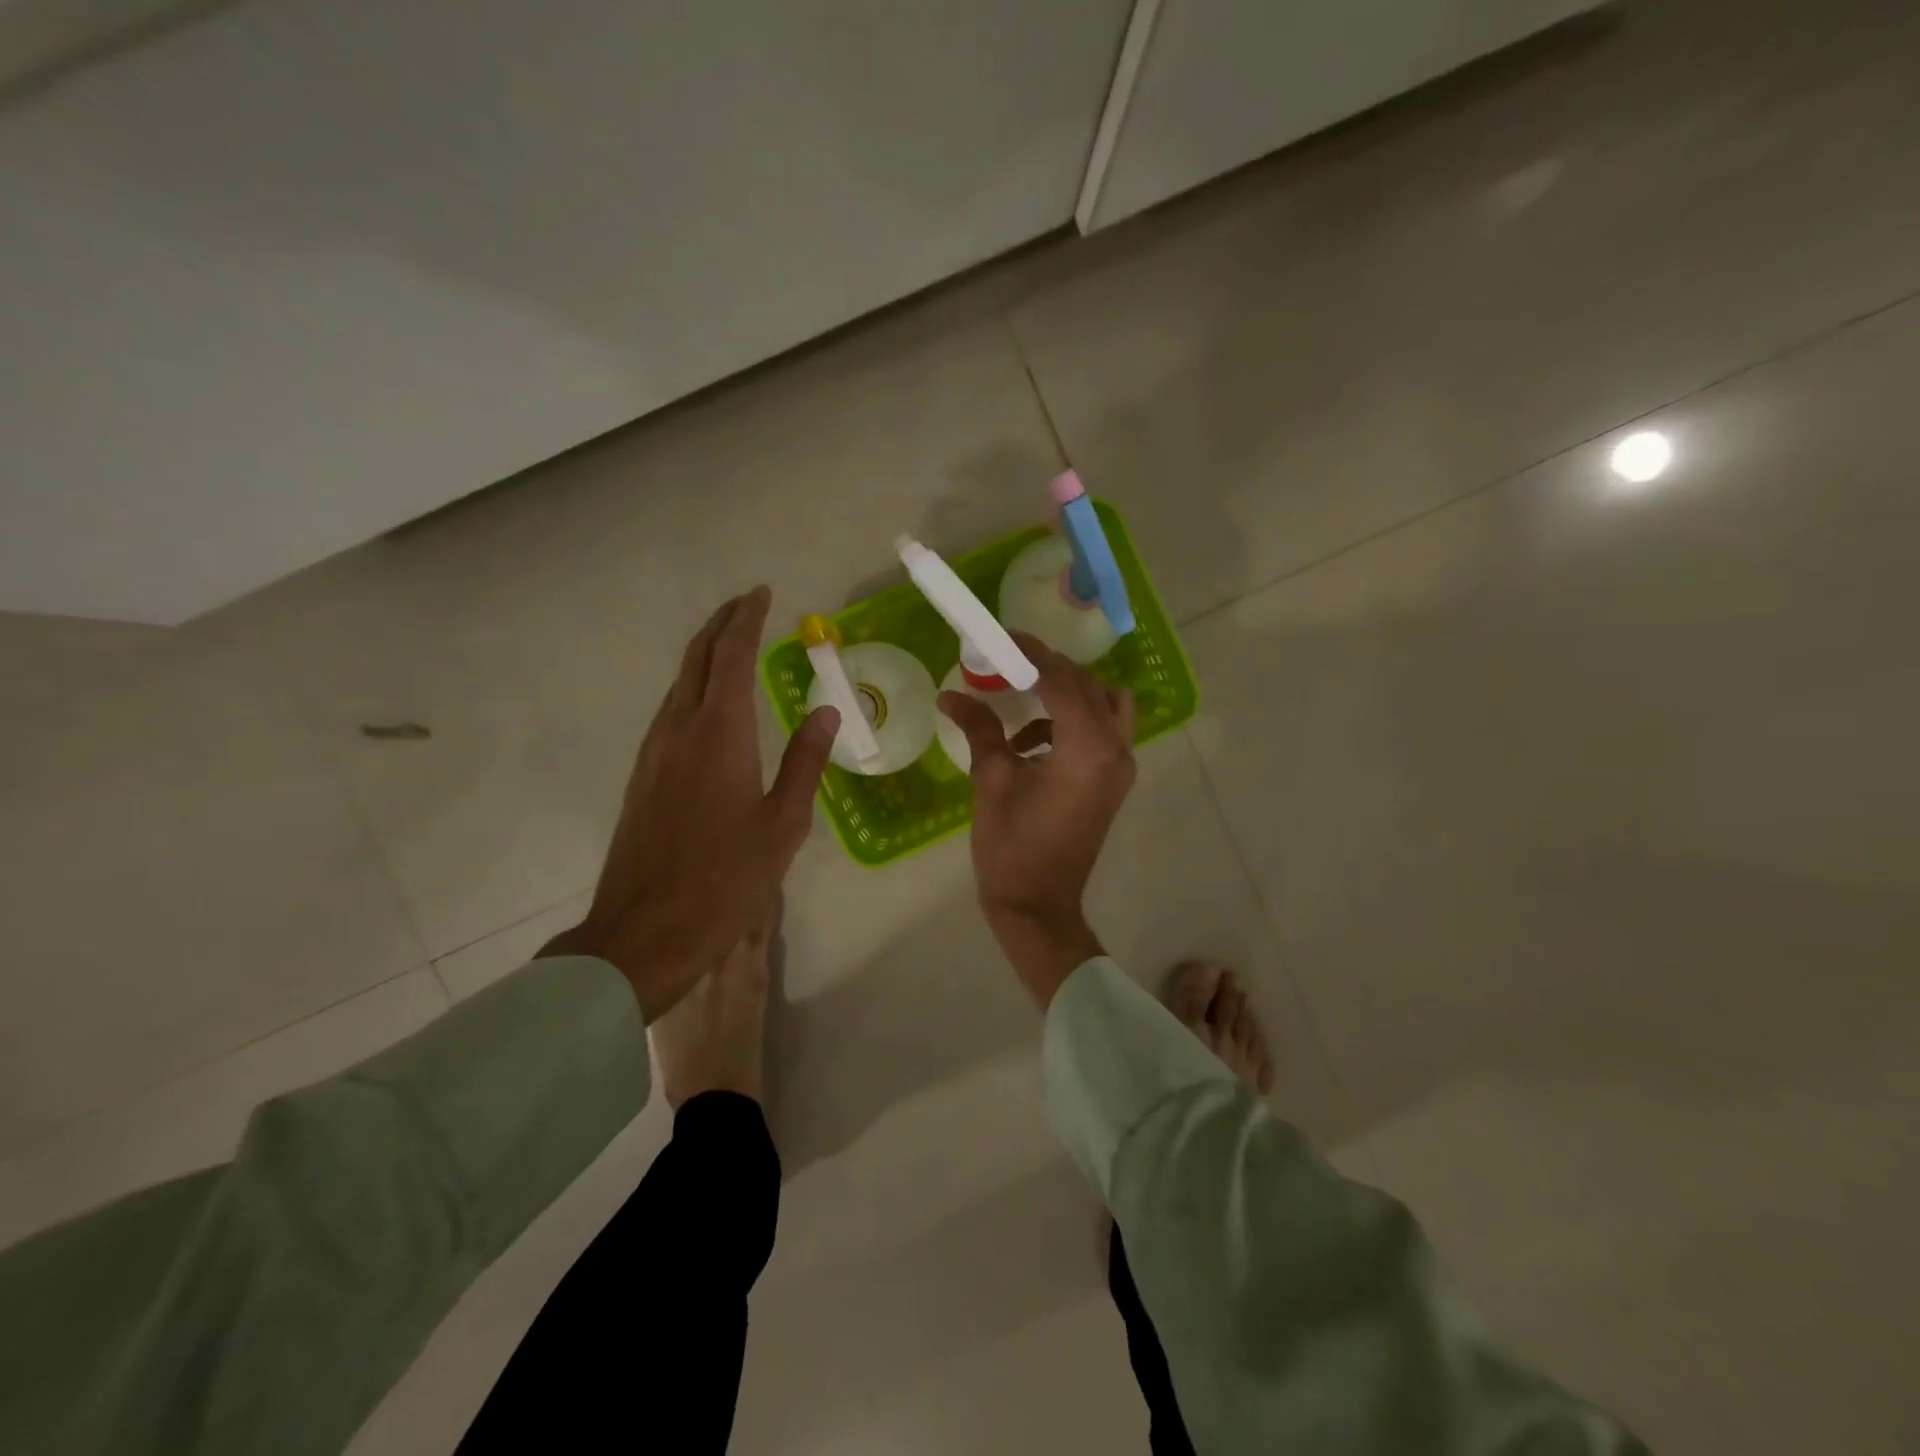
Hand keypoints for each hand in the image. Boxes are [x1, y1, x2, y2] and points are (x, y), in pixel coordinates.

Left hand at [544, 586, 838, 1021]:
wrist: (644, 931)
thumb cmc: (727, 879)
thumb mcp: (784, 823)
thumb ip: (806, 761)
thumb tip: (825, 709)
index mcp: (720, 734)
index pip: (733, 656)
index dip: (748, 620)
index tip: (763, 594)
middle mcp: (679, 729)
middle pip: (697, 658)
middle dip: (721, 624)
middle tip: (747, 604)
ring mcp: (654, 752)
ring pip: (679, 683)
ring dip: (705, 654)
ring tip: (733, 642)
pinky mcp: (642, 775)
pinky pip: (670, 711)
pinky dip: (694, 687)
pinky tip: (710, 702)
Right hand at [938, 632, 1135, 1008]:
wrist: (1038, 907)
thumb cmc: (1012, 847)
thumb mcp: (992, 780)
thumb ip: (980, 728)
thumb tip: (951, 694)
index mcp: (1089, 748)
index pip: (1062, 680)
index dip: (1030, 654)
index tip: (1001, 637)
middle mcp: (1116, 751)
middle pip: (1089, 687)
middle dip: (1049, 670)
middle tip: (1008, 664)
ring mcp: (1120, 769)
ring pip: (1104, 707)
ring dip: (1066, 696)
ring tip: (1019, 702)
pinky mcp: (1112, 784)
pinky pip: (1100, 733)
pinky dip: (1069, 724)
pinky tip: (1028, 744)